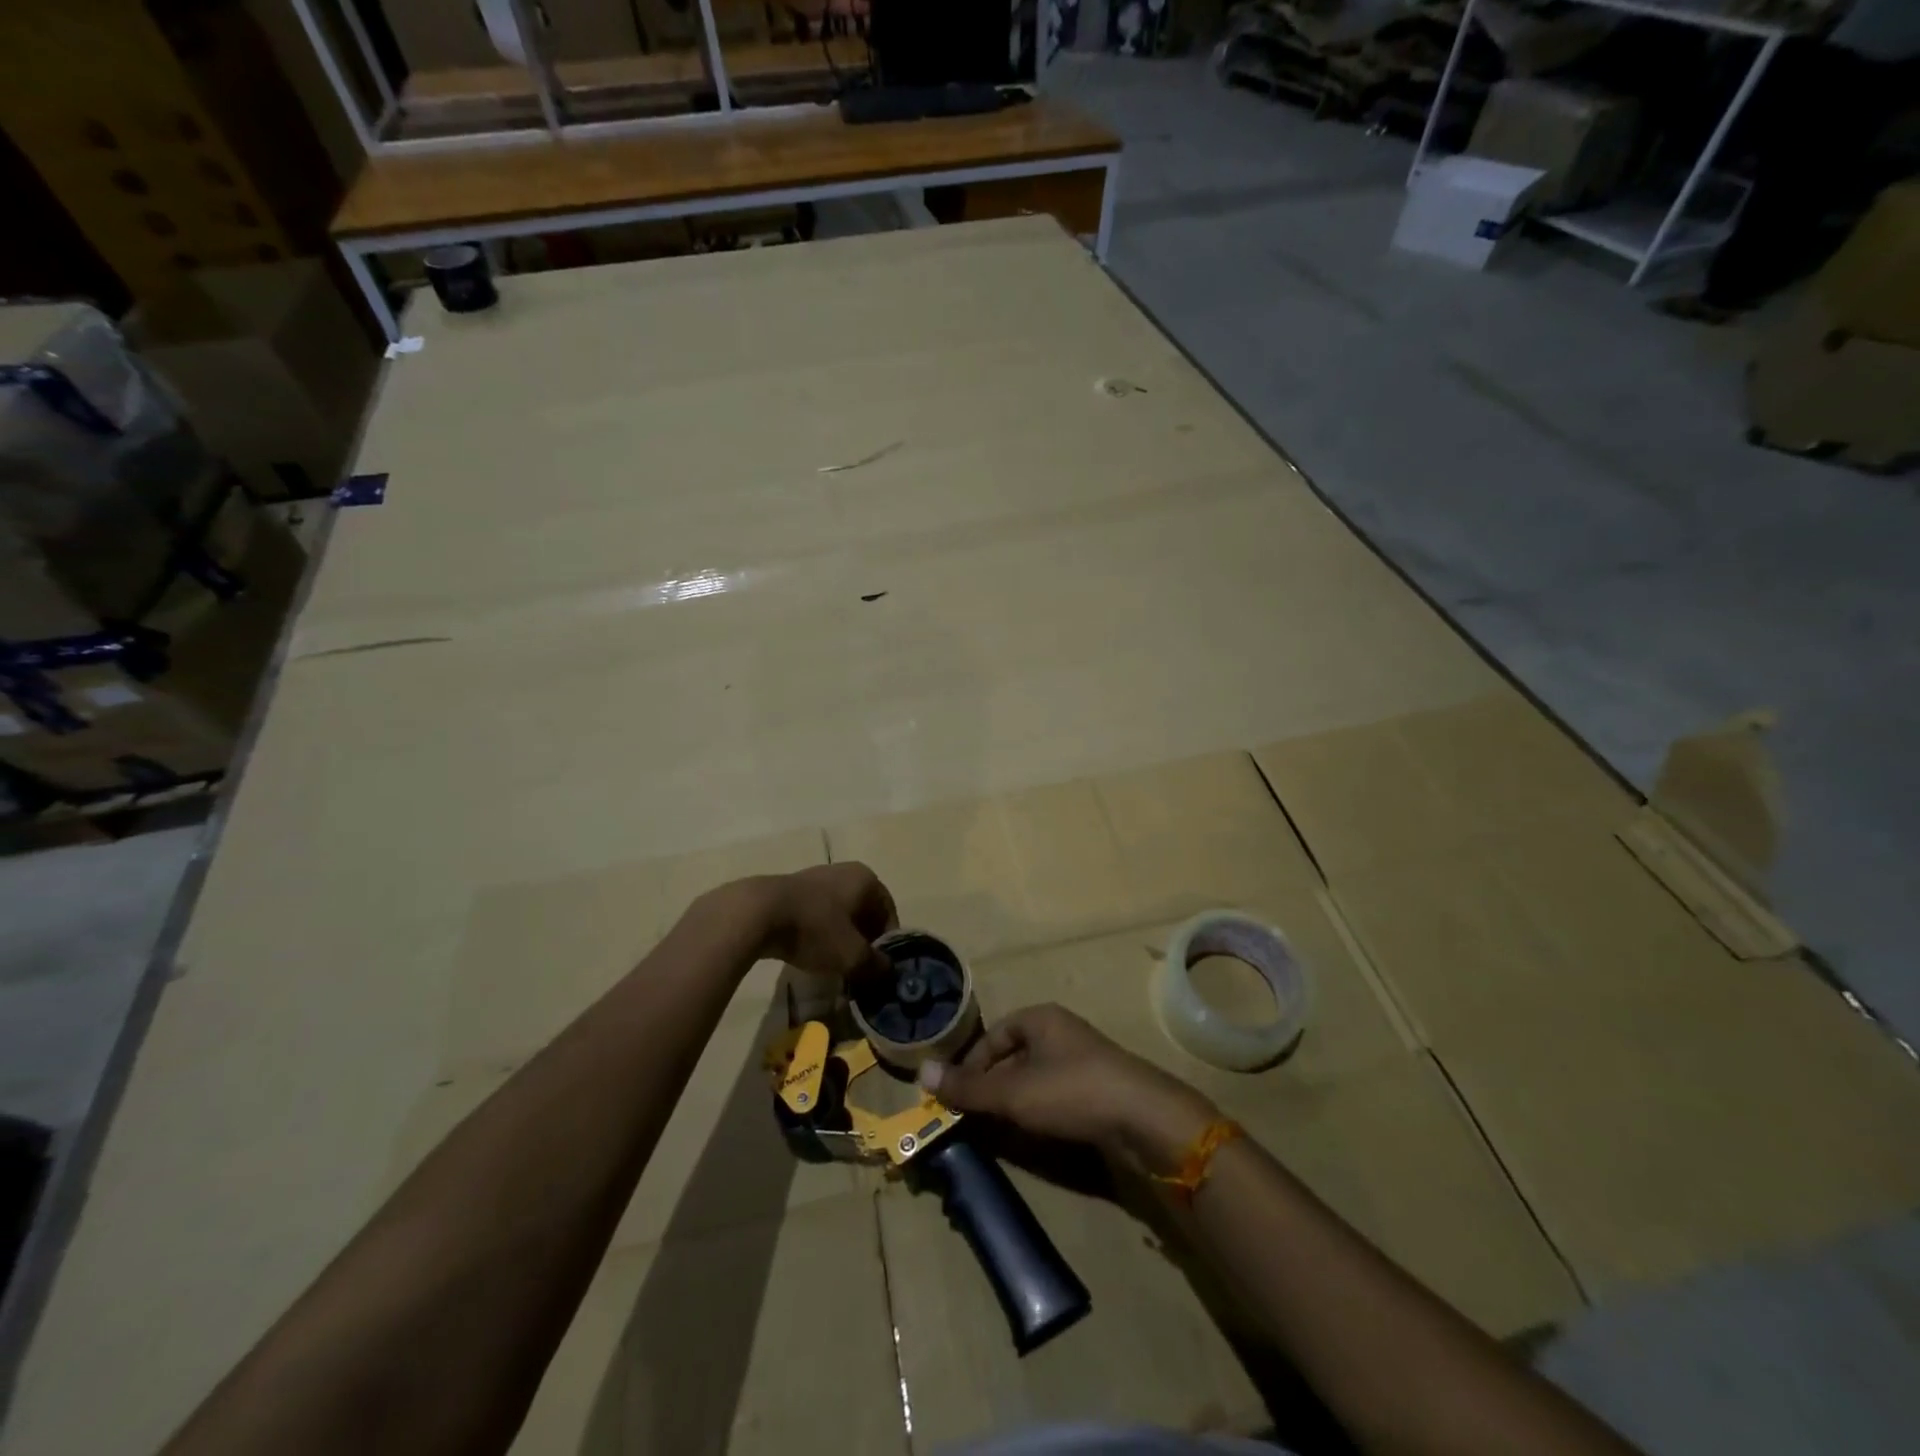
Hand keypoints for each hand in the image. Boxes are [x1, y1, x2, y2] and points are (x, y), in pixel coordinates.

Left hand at [751, 863, 897, 979]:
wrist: (757, 914)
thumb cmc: (814, 928)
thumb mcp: (851, 954)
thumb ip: (875, 964)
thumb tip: (887, 971)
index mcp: (866, 879)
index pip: (888, 912)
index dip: (887, 943)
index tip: (879, 967)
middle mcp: (845, 872)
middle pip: (864, 912)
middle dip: (864, 941)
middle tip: (859, 968)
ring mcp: (816, 878)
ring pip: (839, 914)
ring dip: (841, 938)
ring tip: (834, 964)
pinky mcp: (792, 891)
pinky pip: (816, 915)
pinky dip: (819, 934)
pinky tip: (810, 953)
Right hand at [920, 1004, 1216, 1174]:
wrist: (1144, 1118)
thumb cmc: (1071, 1091)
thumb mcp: (1012, 1092)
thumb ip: (968, 1087)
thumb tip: (920, 1072)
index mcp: (1040, 1018)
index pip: (993, 1036)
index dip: (971, 1065)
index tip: (956, 1096)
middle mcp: (1061, 1032)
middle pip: (1013, 1056)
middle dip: (991, 1086)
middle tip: (972, 1117)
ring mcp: (1082, 1060)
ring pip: (1034, 1078)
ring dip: (1014, 1102)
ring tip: (998, 1129)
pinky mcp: (1099, 1089)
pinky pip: (1056, 1095)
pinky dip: (1039, 1111)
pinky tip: (1035, 1134)